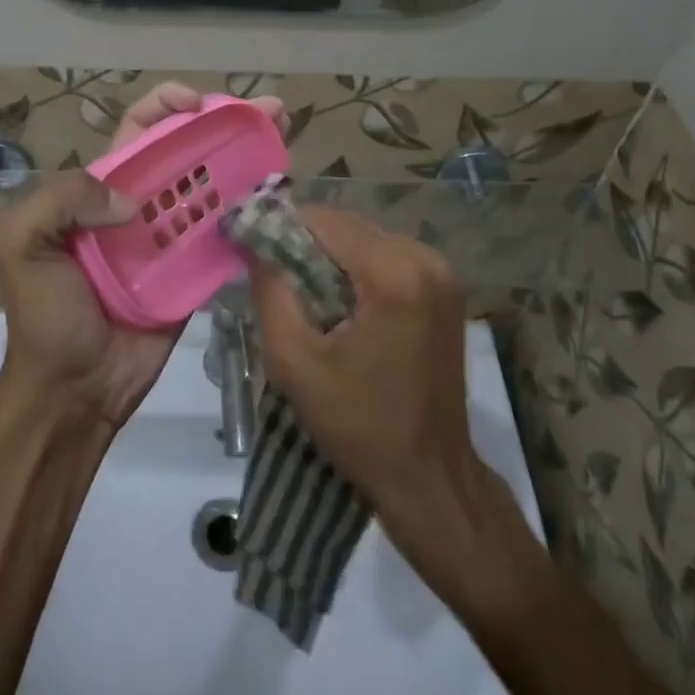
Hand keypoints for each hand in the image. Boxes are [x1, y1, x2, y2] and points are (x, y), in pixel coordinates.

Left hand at [0, 83, 287, 429]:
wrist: (75, 389)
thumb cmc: (46, 315)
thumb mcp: (20, 244)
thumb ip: (61, 199)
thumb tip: (131, 202)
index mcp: (99, 190)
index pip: (138, 131)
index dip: (166, 106)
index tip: (198, 104)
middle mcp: (140, 206)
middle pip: (186, 151)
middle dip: (224, 124)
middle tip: (269, 110)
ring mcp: (171, 240)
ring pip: (213, 187)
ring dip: (247, 159)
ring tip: (283, 138)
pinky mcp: (195, 273)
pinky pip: (226, 235)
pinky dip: (252, 213)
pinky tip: (279, 194)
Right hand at [248, 207, 480, 530]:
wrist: (428, 474)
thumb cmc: (358, 424)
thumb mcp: (295, 362)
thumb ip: (270, 292)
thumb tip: (254, 244)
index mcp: (393, 274)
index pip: (323, 220)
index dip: (279, 228)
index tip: (249, 251)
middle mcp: (424, 259)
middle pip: (346, 225)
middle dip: (304, 243)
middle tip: (272, 278)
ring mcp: (441, 271)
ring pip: (365, 238)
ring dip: (330, 256)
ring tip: (303, 295)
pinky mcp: (445, 287)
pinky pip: (386, 256)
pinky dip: (356, 268)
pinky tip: (340, 304)